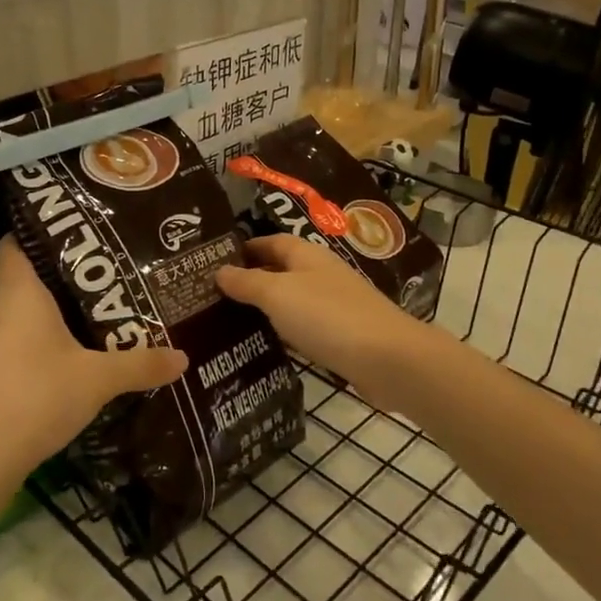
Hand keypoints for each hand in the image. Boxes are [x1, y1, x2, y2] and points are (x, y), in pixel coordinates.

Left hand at [0, 238, 187, 484]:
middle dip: (63, 277)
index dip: (39, 231)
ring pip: (20, 314)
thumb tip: (184, 357)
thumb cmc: (37, 397)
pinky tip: (67, 360)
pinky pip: (14, 342)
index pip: (16, 243)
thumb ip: (141, 364)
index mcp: (20, 294)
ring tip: (94, 316)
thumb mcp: (98, 380)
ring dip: (51, 315)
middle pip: (26, 279)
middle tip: (105, 276)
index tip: (75, 229)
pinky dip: (38, 343)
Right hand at [216, 236, 439, 409]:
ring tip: (230, 322)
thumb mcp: (278, 294)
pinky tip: (268, 345)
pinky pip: (306, 327)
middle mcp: (321, 274)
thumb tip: (219, 270)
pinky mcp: (343, 335)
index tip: (213, 263)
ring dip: (267, 308)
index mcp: (306, 255)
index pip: (270, 242)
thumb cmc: (327, 316)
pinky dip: (286, 331)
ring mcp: (335, 304)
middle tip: (214, 297)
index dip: (244, 249)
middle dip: (251, 279)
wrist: (387, 359)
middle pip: (281, 270)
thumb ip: (247, 283)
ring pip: (293, 300)